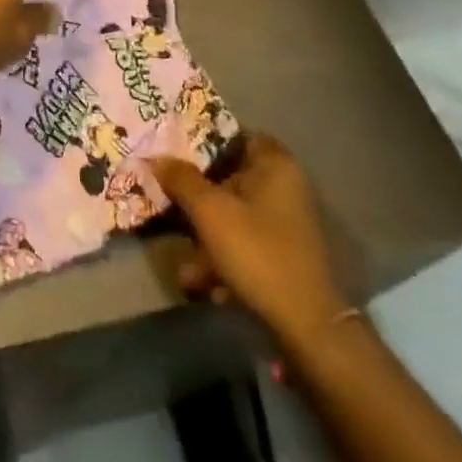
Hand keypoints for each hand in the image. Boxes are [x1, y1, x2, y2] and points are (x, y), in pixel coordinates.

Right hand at [151, 134, 353, 366]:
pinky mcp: (284, 256)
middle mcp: (286, 188)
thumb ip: (181, 180)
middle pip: (230, 179)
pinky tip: (201, 283)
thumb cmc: (257, 252)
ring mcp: (287, 224)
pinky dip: (223, 259)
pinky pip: (245, 245)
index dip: (205, 141)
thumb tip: (155, 157)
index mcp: (275, 166)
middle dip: (198, 197)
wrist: (306, 326)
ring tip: (184, 263)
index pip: (236, 136)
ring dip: (206, 237)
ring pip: (234, 216)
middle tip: (168, 201)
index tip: (175, 150)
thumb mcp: (210, 211)